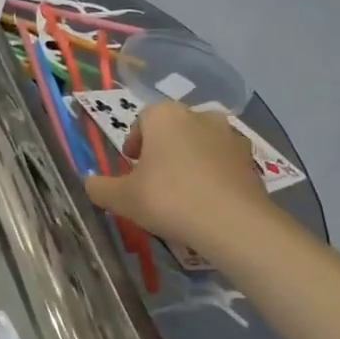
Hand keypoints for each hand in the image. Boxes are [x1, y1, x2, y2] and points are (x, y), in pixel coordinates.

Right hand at [84, 102, 271, 248]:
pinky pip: (223, 162)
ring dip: (190, 160)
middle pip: (173, 129)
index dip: (134, 142)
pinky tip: (207, 201)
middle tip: (153, 181)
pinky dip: (213, 175)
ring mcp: (230, 135)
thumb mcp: (122, 198)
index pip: (143, 120)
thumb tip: (88, 182)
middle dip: (162, 150)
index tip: (131, 167)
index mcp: (165, 116)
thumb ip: (99, 187)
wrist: (233, 223)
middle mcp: (199, 115)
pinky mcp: (250, 159)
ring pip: (200, 144)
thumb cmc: (169, 199)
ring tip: (182, 193)